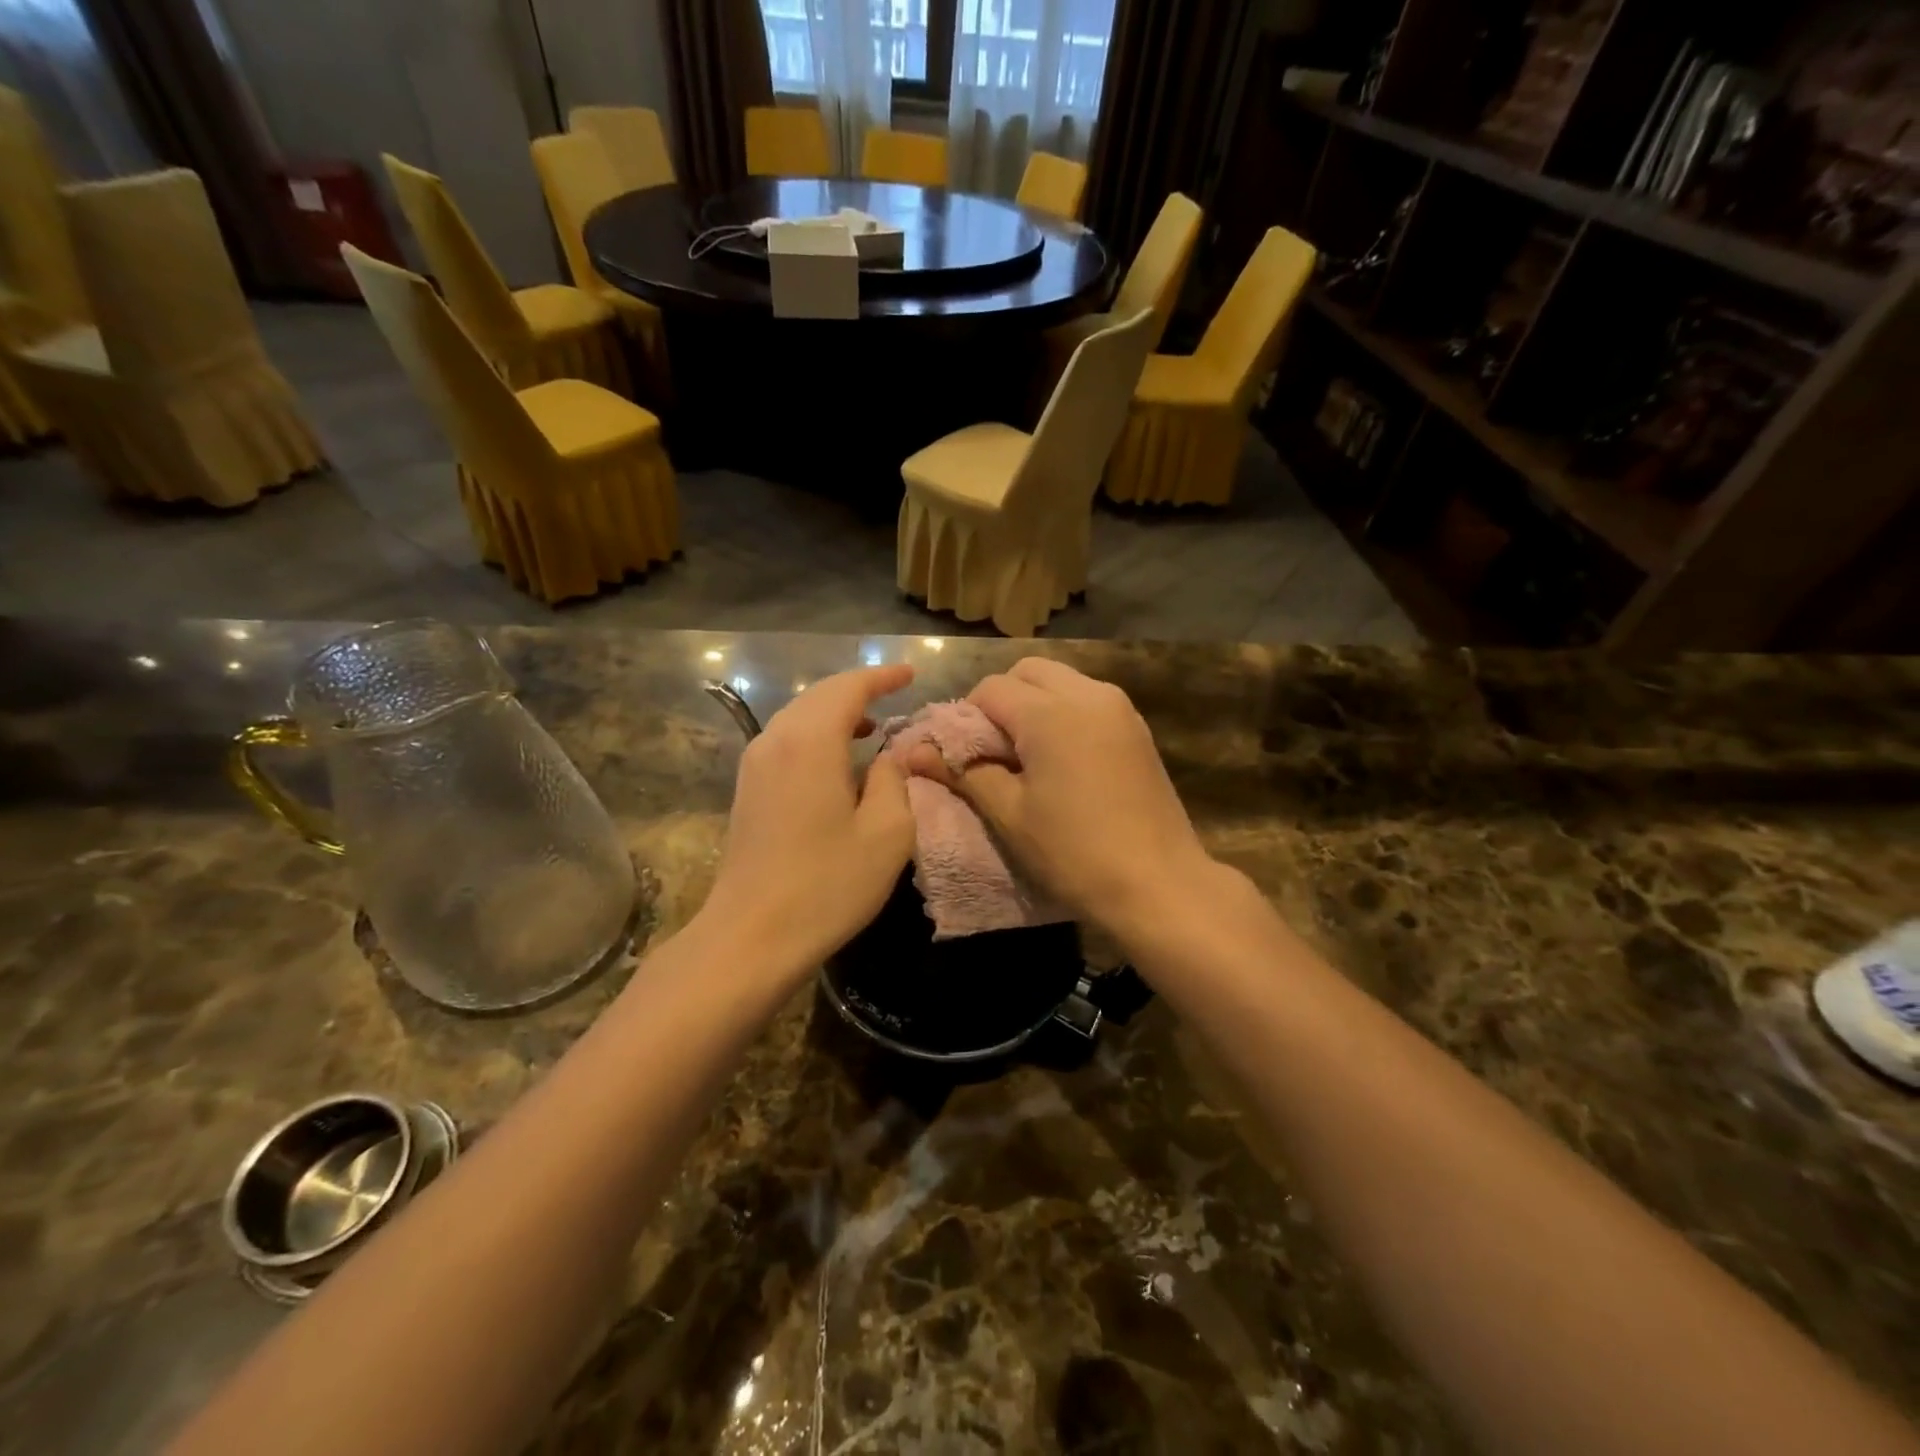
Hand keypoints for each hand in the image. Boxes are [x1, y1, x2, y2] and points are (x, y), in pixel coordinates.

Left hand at [700, 665, 915, 974]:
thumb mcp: (886, 833)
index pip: (848, 688)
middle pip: (819, 696)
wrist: (750, 936)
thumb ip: (896, 780)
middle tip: (895, 694)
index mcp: (810, 742)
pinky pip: (787, 741)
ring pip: (800, 717)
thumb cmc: (827, 885)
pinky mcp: (748, 789)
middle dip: (859, 690)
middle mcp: (776, 740)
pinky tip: (838, 761)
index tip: (911, 673)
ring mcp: (755, 765)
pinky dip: (818, 735)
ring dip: (836, 713)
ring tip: (872, 726)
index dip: (882, 677)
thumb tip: (893, 755)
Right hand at [905, 658, 1212, 936]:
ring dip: (1035, 703)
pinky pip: (1088, 699)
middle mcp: (1088, 694)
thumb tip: (912, 751)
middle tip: (995, 750)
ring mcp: (1119, 708)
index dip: (967, 717)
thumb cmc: (1074, 852)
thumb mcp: (1009, 814)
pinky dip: (1064, 713)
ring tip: (1028, 755)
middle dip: (1001, 700)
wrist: (1159, 884)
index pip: (990, 689)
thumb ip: (963, 772)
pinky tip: (1063, 759)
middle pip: (1027, 672)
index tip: (967, 757)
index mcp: (1050, 712)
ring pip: (1061, 680)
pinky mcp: (1137, 727)